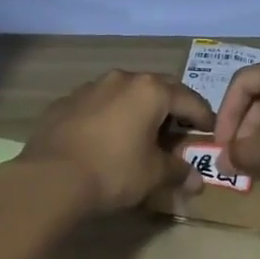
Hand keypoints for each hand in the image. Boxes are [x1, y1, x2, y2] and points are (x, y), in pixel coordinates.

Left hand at [21, 70, 215, 212]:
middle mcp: (122, 79)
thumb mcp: (152, 175)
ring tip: (140, 135)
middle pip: (157, 90)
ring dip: (137, 111)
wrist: (49, 178)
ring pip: (125, 94)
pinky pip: (98, 105)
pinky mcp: (66, 102)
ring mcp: (91, 87)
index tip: (210, 132)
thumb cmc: (112, 171)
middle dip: (170, 109)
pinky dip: (109, 118)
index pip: (188, 99)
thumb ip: (178, 171)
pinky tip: (105, 140)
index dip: (203, 117)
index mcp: (150, 91)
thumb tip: (196, 179)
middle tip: (178, 132)